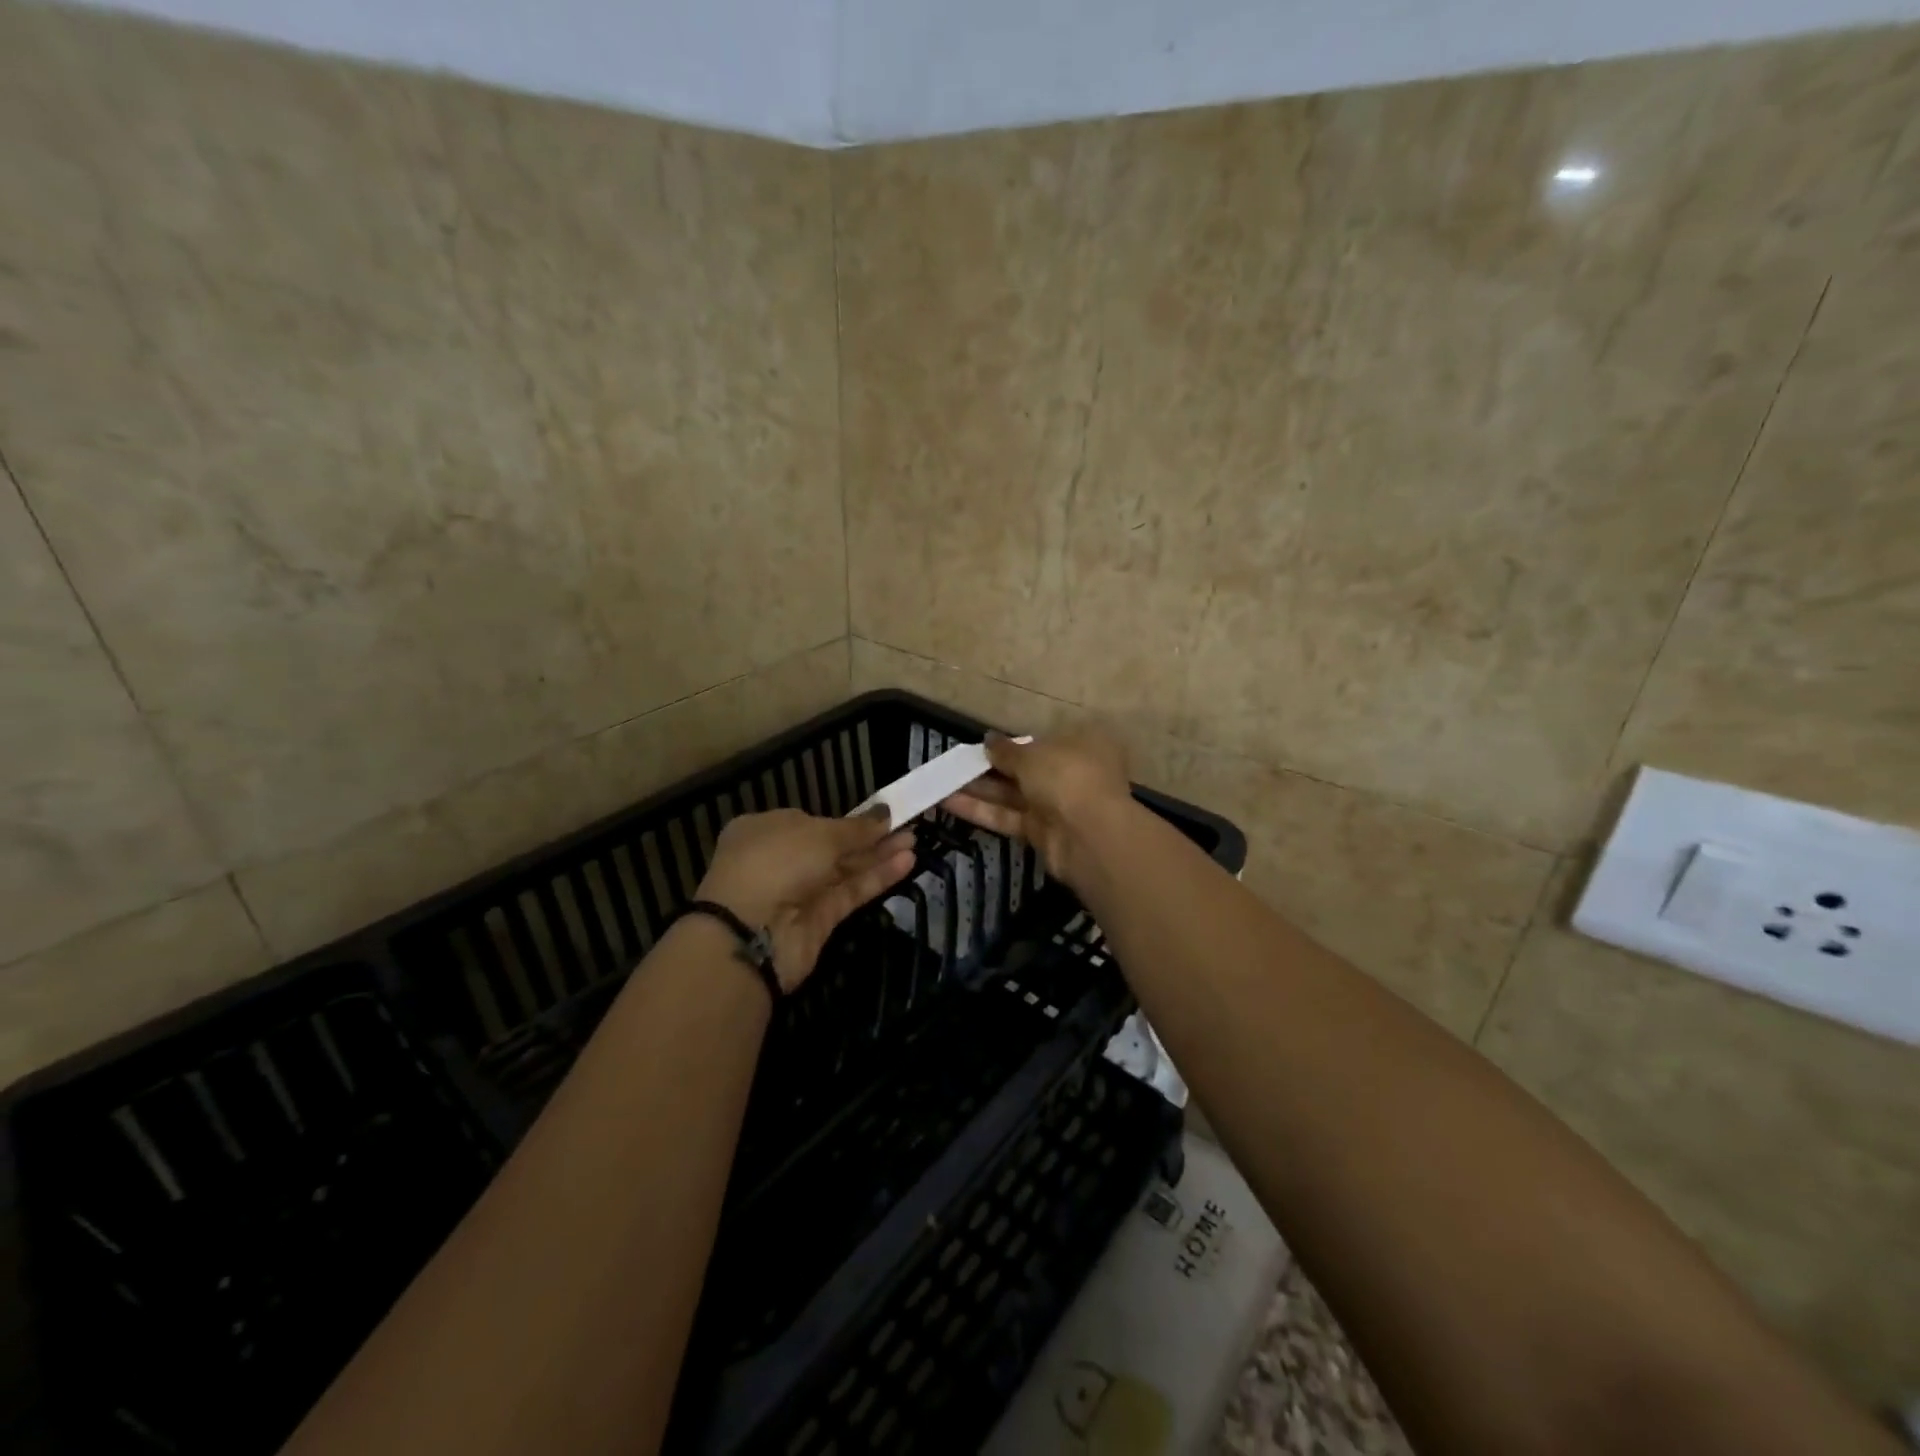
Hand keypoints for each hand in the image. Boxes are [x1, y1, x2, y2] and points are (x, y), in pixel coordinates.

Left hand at [695, 809, 917, 989]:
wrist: (751, 934)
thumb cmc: (776, 863)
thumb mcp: (818, 834)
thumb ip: (856, 828)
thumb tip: (884, 812)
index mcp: (765, 830)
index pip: (810, 821)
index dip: (844, 819)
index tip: (879, 814)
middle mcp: (780, 860)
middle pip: (832, 846)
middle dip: (869, 837)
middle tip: (907, 825)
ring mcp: (799, 892)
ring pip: (845, 870)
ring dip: (879, 856)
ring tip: (915, 840)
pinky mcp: (819, 921)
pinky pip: (851, 893)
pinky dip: (876, 878)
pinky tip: (906, 863)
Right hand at [939, 729, 1133, 892]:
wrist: (1090, 836)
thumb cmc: (1067, 776)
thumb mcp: (1032, 755)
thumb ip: (1006, 750)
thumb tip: (989, 740)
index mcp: (1082, 744)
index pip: (1044, 741)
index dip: (1014, 743)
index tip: (986, 745)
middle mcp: (1072, 773)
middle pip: (1026, 769)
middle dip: (991, 767)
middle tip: (955, 763)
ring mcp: (1057, 805)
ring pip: (1013, 794)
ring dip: (979, 789)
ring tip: (941, 781)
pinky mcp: (1041, 833)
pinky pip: (1008, 816)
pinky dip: (981, 810)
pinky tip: (948, 802)